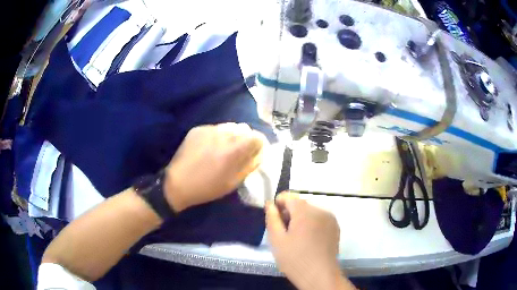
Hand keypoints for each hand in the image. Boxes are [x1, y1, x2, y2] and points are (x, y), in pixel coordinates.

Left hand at [164, 123, 264, 211]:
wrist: (177, 183)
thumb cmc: (208, 187)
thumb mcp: (234, 182)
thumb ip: (250, 164)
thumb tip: (260, 152)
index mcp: (234, 149)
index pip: (257, 136)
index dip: (259, 145)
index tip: (254, 153)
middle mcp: (223, 134)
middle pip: (245, 129)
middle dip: (246, 140)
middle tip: (239, 153)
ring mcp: (209, 129)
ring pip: (230, 126)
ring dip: (232, 136)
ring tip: (223, 149)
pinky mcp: (198, 129)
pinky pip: (215, 128)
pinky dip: (218, 136)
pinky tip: (209, 148)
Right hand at [266, 192, 351, 289]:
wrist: (320, 275)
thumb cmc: (295, 259)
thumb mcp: (277, 240)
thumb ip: (272, 218)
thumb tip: (270, 204)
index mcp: (305, 211)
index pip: (288, 197)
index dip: (278, 204)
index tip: (274, 220)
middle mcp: (320, 210)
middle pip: (300, 204)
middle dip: (289, 214)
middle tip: (284, 233)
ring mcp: (330, 219)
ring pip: (310, 212)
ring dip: (301, 219)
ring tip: (296, 238)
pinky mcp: (335, 228)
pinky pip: (320, 219)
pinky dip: (312, 224)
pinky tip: (308, 241)